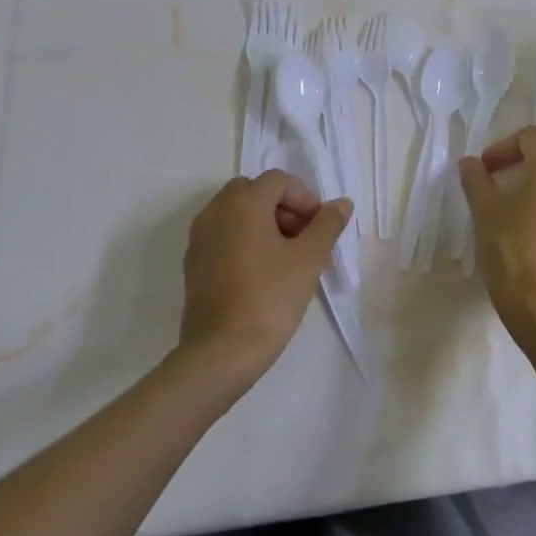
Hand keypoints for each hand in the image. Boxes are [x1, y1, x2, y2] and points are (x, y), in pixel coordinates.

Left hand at [177, 171, 352, 384]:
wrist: (220, 354)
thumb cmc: (269, 299)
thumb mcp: (309, 259)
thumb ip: (327, 225)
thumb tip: (341, 203)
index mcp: (242, 203)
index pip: (278, 181)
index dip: (305, 198)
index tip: (321, 226)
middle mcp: (215, 212)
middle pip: (254, 192)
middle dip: (284, 208)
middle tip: (305, 238)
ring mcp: (199, 239)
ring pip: (237, 214)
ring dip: (265, 224)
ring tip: (289, 258)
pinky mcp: (194, 265)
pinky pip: (224, 237)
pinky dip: (245, 241)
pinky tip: (263, 274)